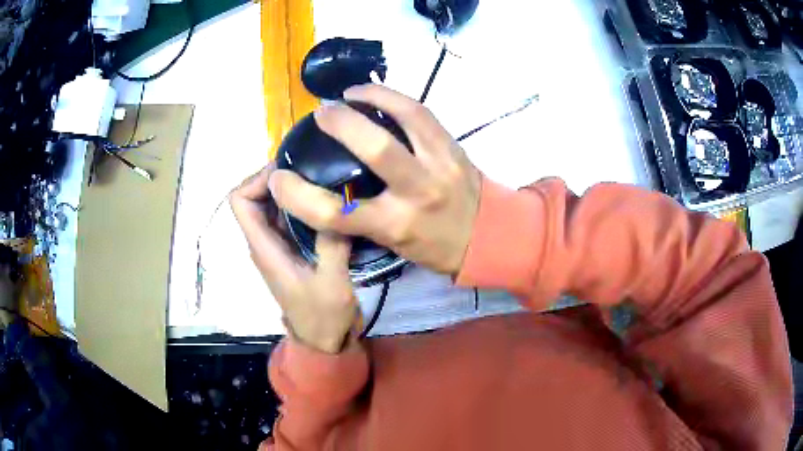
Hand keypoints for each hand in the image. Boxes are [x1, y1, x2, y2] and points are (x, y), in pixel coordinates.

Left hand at [231, 165, 357, 352]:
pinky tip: (326, 199)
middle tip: (313, 168)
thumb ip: (331, 244)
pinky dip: (301, 202)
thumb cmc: (323, 316)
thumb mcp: (332, 282)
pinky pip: (287, 217)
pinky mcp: (291, 249)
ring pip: (271, 204)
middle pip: (254, 196)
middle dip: (278, 177)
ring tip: (322, 178)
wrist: (323, 340)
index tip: (290, 170)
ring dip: (291, 188)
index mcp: (264, 247)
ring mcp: (277, 245)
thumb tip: (337, 204)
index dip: (257, 179)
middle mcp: (264, 241)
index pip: (240, 201)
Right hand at [268, 84, 481, 274]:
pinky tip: (373, 93)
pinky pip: (421, 112)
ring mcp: (439, 164)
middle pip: (374, 150)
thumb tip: (324, 196)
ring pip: (403, 119)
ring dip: (369, 99)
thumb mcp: (393, 245)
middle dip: (339, 125)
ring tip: (347, 94)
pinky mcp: (452, 146)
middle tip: (319, 115)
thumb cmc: (435, 247)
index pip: (335, 214)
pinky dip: (393, 97)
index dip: (297, 196)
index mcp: (395, 227)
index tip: (278, 179)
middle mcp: (417, 194)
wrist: (489, 236)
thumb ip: (360, 221)